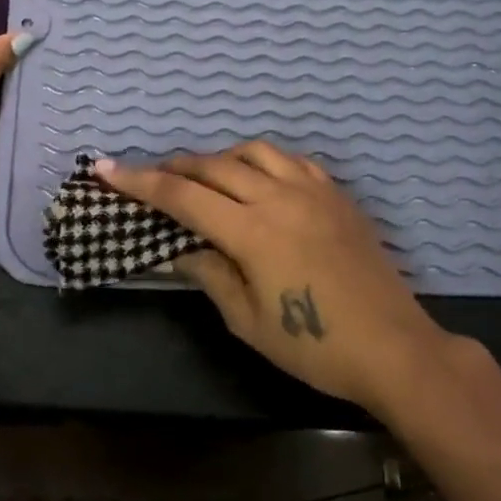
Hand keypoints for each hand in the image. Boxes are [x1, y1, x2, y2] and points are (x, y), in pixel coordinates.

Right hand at [96, 142, 445, 409]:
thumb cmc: (315, 346)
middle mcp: (279, 197)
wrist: (394, 348)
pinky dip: (262, 161)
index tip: (105, 168)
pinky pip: (291, 160)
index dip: (139, 182)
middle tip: (150, 177)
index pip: (182, 196)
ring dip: (218, 158)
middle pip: (213, 166)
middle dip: (174, 167)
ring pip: (252, 152)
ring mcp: (312, 190)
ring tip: (203, 177)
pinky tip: (257, 179)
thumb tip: (177, 246)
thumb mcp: (248, 320)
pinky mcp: (337, 194)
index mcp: (252, 231)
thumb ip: (209, 273)